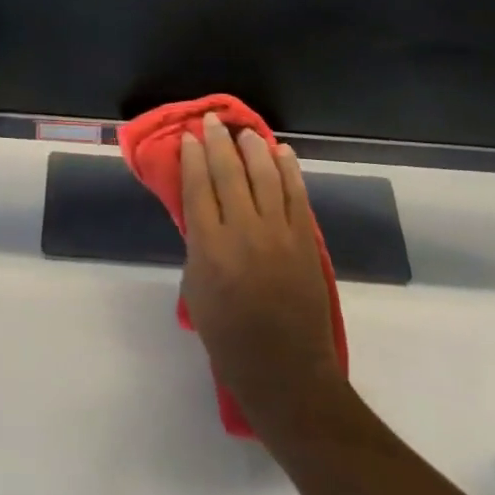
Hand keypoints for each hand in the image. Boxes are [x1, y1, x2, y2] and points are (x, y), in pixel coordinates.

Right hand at [180, 113, 343, 431]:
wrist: (286, 373)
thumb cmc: (230, 339)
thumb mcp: (196, 291)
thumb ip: (198, 246)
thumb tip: (204, 212)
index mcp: (210, 248)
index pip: (198, 187)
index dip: (193, 157)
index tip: (190, 137)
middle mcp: (244, 232)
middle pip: (229, 173)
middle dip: (218, 142)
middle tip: (212, 121)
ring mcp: (279, 234)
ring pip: (265, 176)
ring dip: (253, 148)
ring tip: (245, 132)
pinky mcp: (305, 240)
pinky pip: (296, 194)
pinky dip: (289, 169)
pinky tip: (282, 152)